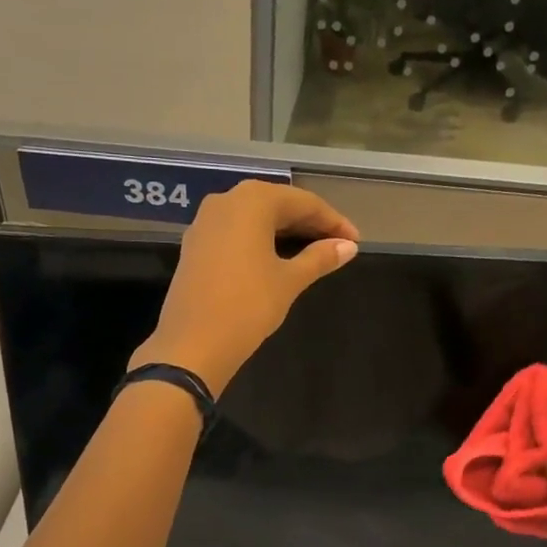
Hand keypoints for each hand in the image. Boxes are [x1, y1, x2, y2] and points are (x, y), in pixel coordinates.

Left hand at [129, 180, 359, 395]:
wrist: (192, 345)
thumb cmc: (247, 306)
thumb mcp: (289, 281)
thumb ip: (319, 258)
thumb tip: (348, 246)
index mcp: (252, 201)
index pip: (303, 203)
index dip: (332, 221)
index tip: (355, 241)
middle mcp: (225, 200)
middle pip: (276, 205)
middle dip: (309, 224)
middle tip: (338, 246)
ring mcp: (205, 222)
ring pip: (254, 218)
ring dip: (285, 232)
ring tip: (313, 252)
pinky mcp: (195, 245)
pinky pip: (236, 232)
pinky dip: (260, 241)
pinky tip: (277, 259)